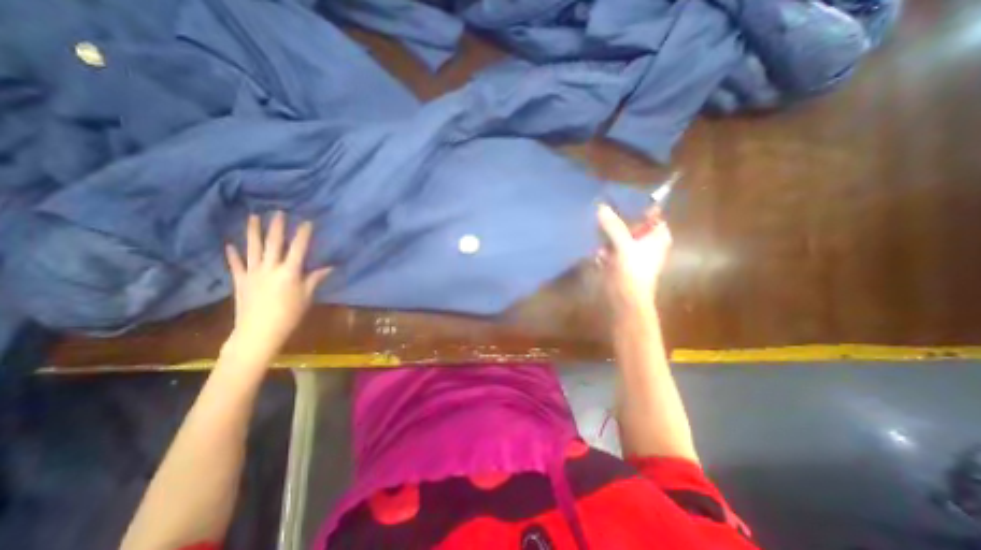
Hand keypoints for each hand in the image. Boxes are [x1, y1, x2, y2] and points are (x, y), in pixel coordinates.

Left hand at [222, 213, 328, 362]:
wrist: (259, 332)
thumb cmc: (289, 314)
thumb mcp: (307, 296)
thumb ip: (315, 279)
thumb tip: (330, 267)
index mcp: (290, 272)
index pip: (299, 248)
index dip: (303, 234)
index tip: (307, 221)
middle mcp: (270, 267)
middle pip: (274, 243)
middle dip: (277, 227)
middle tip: (278, 212)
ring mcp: (252, 273)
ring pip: (253, 248)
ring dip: (253, 232)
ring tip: (253, 217)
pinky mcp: (240, 281)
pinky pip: (236, 265)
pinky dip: (233, 254)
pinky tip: (230, 245)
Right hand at [594, 203, 670, 314]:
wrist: (626, 301)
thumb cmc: (632, 272)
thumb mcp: (623, 245)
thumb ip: (612, 226)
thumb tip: (601, 207)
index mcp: (657, 236)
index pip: (651, 213)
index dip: (636, 206)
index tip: (617, 200)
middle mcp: (648, 243)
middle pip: (632, 224)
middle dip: (617, 221)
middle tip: (601, 214)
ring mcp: (634, 253)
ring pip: (620, 236)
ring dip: (608, 235)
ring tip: (597, 233)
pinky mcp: (621, 263)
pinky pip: (612, 249)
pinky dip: (605, 248)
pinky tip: (597, 252)